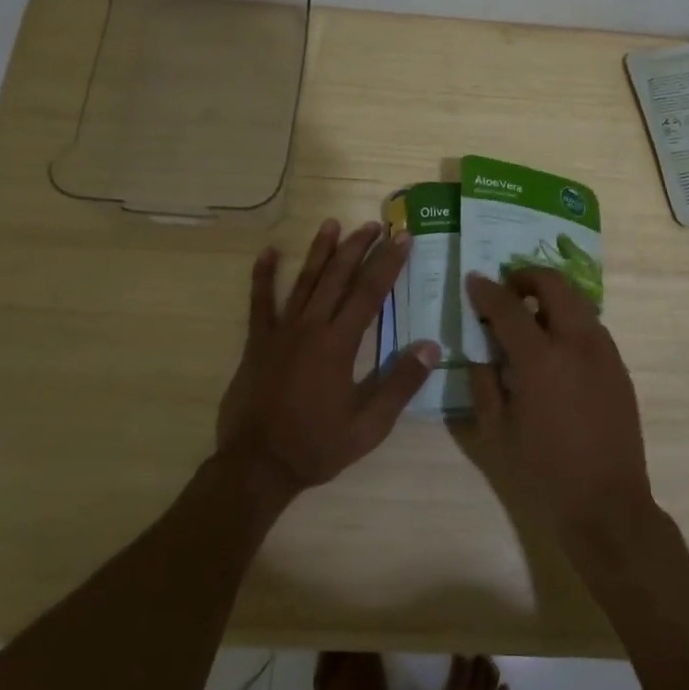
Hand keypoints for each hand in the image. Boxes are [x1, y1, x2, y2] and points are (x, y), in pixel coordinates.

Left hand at [216, 219, 438, 496]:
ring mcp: (280, 331)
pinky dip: (263, 276)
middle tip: (374, 224)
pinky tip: (267, 253)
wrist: (257, 465)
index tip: (403, 238)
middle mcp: (311, 327)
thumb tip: (431, 347)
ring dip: (319, 251)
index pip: (370, 292)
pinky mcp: (257, 342)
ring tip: (332, 224)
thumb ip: (400, 384)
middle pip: (337, 277)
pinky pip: (259, 302)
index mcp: (339, 344)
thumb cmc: (316, 446)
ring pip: (303, 281)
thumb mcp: (369, 425)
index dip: (388, 263)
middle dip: (358, 247)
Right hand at [464, 268, 656, 550]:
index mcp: (541, 359)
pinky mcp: (619, 366)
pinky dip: (568, 320)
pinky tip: (554, 347)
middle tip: (506, 291)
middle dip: (526, 277)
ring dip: (550, 297)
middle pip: (554, 284)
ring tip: (528, 318)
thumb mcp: (496, 431)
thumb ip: (483, 381)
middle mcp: (577, 343)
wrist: (607, 506)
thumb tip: (480, 348)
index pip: (509, 306)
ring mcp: (604, 352)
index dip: (487, 290)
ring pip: (577, 301)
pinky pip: (591, 326)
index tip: (474, 280)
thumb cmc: (543, 473)